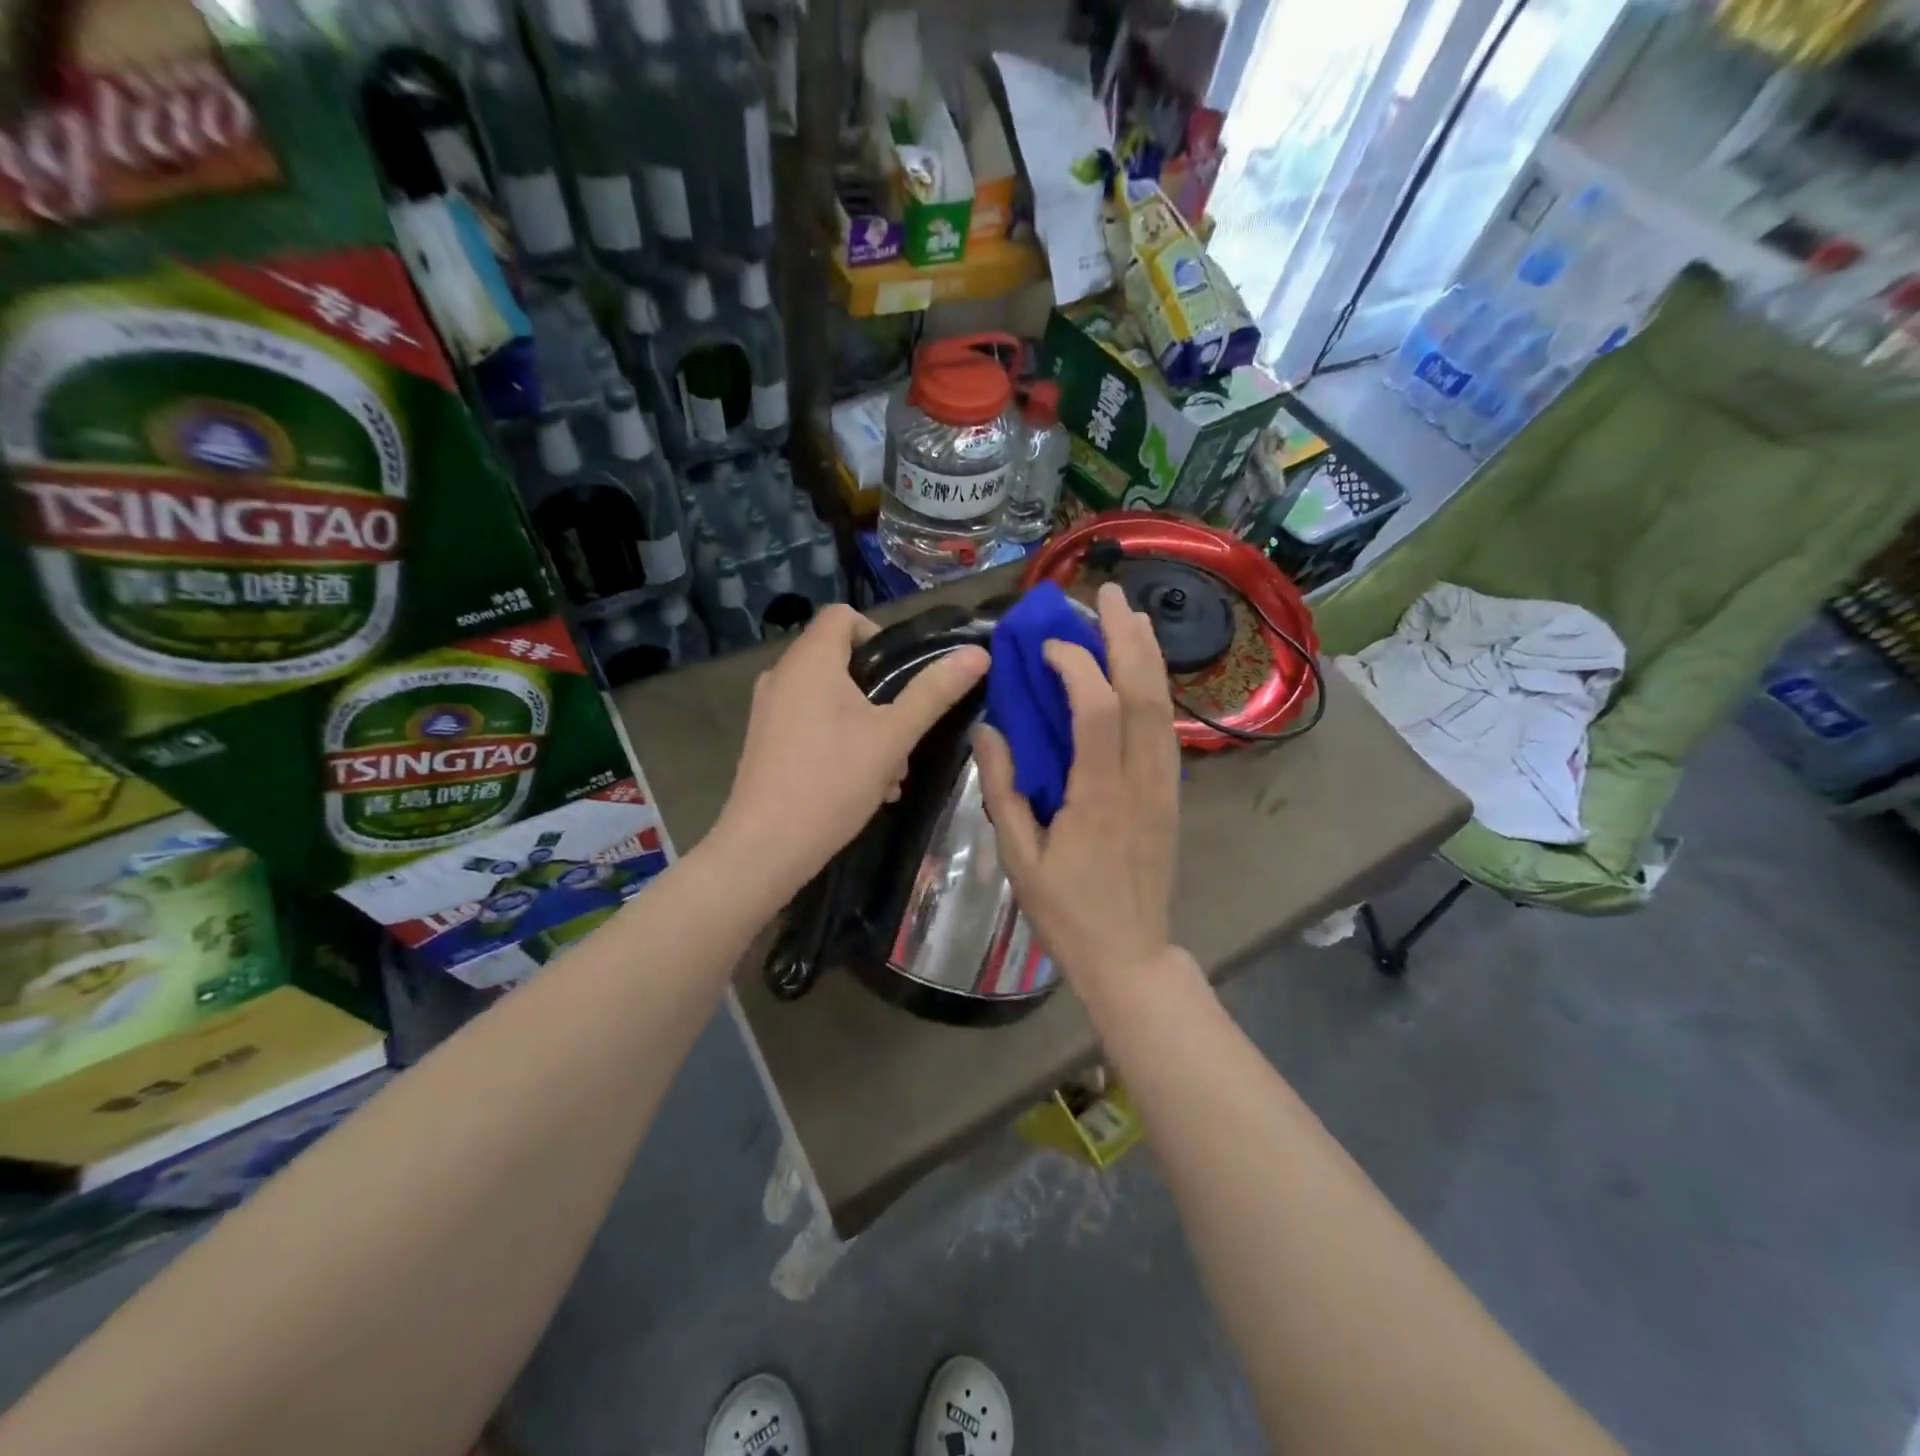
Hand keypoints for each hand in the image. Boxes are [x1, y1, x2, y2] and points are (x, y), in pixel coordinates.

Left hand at [712, 604, 988, 894]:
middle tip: (903, 733)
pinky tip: (861, 784)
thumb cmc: (832, 782)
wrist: (765, 848)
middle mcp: (781, 675)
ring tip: (889, 771)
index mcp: (809, 661)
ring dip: (867, 725)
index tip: (903, 678)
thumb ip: (934, 691)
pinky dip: (839, 740)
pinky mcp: (764, 741)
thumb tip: (978, 654)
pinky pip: (811, 723)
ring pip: (829, 698)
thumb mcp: (894, 736)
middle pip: (840, 660)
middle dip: (881, 694)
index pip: (843, 615)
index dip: (879, 636)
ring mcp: (767, 710)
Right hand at [975, 582, 1180, 990]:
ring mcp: (1164, 786)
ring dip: (1148, 654)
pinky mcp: (1172, 794)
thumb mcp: (1020, 858)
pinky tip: (1141, 669)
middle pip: (1143, 693)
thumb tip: (989, 731)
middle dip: (1126, 637)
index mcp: (1098, 797)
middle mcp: (1140, 780)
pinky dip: (1155, 688)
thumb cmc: (1067, 911)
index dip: (1075, 666)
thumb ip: (1002, 790)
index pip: (1095, 710)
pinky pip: (1166, 728)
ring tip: (1129, 615)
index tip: (1049, 645)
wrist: (1130, 953)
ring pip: (1164, 706)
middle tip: (1107, 595)